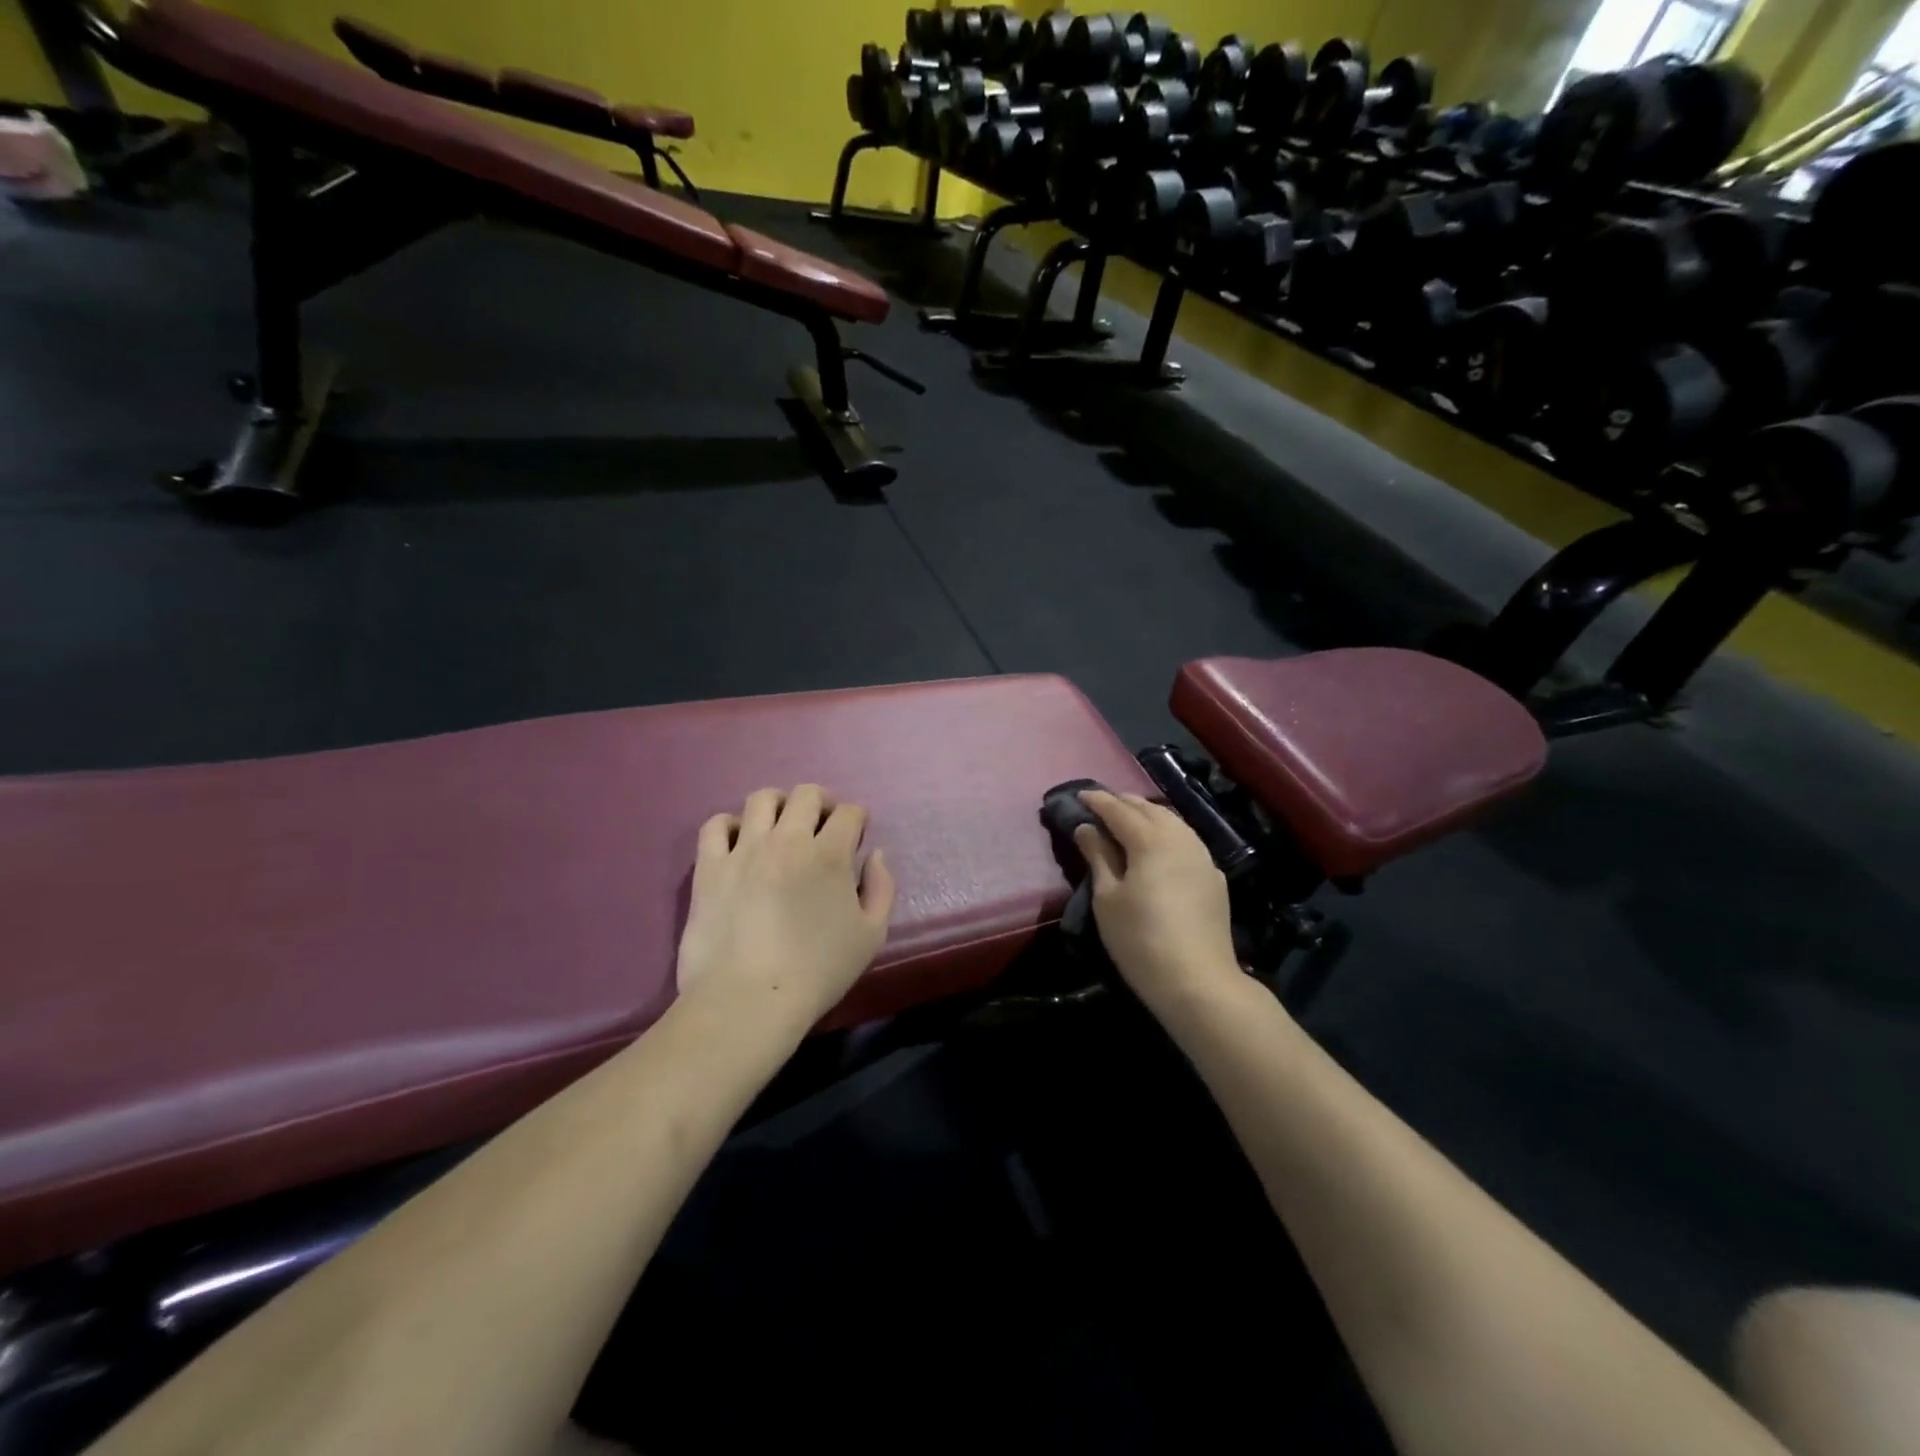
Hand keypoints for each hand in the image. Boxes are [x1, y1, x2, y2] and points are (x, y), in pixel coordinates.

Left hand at [676, 785, 895, 1030]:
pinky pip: (715, 825)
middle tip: (822, 825)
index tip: (855, 836)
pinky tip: (739, 842)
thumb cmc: (817, 972)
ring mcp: (744, 850)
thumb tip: (874, 854)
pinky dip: (730, 825)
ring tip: (781, 827)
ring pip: (761, 799)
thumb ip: (882, 887)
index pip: (849, 812)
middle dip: (822, 802)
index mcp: (830, 854)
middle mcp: (787, 839)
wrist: (748, 1001)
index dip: (857, 819)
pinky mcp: (709, 867)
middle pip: (806, 794)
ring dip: (779, 805)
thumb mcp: (871, 936)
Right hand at [1074, 790, 1241, 1008]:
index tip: (1079, 795)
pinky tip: (1159, 846)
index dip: (1098, 800)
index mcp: (1150, 840)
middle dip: (1124, 803)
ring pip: (1173, 822)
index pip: (1119, 809)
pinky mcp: (1214, 878)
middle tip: (1101, 805)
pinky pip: (1187, 841)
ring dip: (1148, 814)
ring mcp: (1202, 857)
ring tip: (1128, 820)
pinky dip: (1167, 833)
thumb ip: (1098, 856)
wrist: (1198, 981)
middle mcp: (1180, 839)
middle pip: (1149, 809)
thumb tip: (1087, 827)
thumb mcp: (1107, 897)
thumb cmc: (1140, 939)